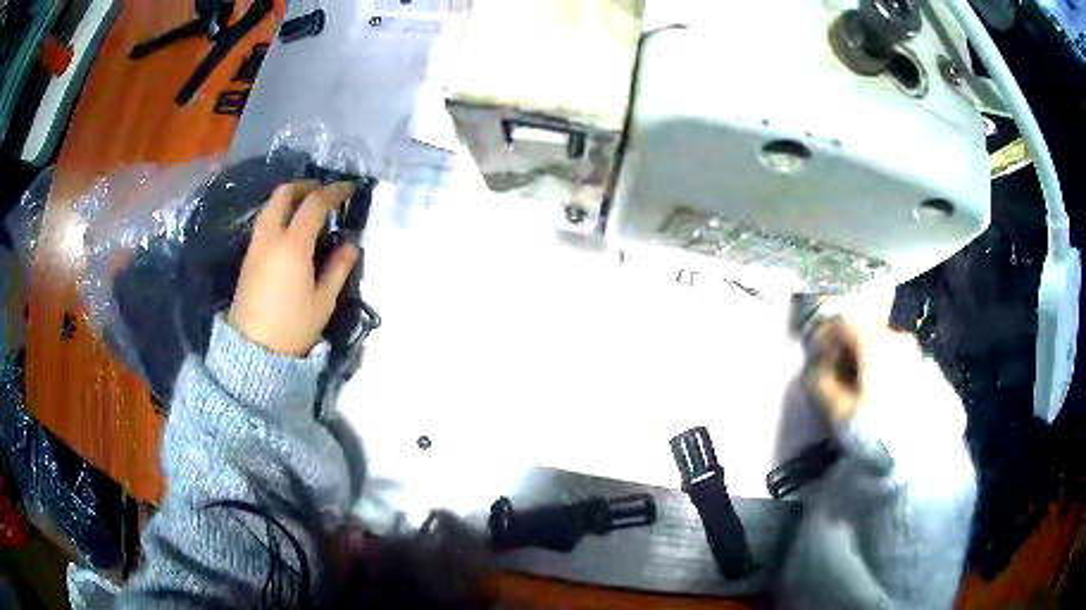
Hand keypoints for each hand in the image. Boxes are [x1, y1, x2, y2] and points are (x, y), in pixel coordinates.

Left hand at [228, 181, 358, 355]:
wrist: (253, 351)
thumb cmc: (293, 327)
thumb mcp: (323, 301)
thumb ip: (338, 268)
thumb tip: (350, 245)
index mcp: (293, 245)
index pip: (315, 204)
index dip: (334, 191)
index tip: (349, 188)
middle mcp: (271, 237)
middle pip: (284, 194)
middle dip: (305, 186)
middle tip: (323, 192)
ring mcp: (255, 246)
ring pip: (270, 206)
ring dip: (290, 198)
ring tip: (307, 208)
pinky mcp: (248, 258)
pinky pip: (264, 222)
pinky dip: (279, 213)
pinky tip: (291, 229)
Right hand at [803, 317, 922, 423]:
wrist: (923, 452)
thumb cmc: (877, 429)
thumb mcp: (838, 412)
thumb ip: (820, 384)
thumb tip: (814, 370)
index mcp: (874, 340)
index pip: (842, 321)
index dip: (824, 338)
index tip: (817, 361)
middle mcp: (897, 337)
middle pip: (863, 332)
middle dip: (846, 352)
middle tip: (834, 380)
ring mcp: (914, 353)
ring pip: (881, 348)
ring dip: (865, 364)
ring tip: (856, 395)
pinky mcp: (925, 371)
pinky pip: (896, 362)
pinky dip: (882, 373)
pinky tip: (878, 400)